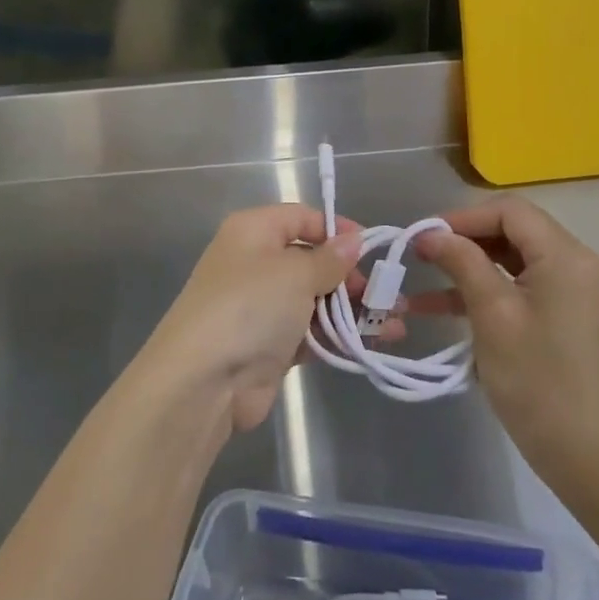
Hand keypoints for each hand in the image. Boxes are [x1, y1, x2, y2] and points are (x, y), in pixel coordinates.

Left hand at [140, 206, 365, 436]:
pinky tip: (374, 343)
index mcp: (254, 231)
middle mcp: (256, 263)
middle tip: (387, 293)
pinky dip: (339, 337)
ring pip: (315, 300)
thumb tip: (353, 240)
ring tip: (395, 321)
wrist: (203, 382)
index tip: (371, 248)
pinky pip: (311, 333)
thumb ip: (329, 258)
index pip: (302, 217)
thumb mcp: (295, 273)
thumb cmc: (250, 306)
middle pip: (312, 260)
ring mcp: (262, 307)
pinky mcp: (270, 346)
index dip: (337, 229)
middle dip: (351, 276)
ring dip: (353, 310)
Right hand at [412, 197, 598, 486]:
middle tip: (422, 254)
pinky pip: (520, 286)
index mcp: (566, 255)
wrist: (587, 456)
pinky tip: (442, 307)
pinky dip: (486, 291)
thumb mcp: (492, 314)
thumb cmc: (537, 380)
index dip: (463, 217)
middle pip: (512, 231)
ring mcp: (573, 290)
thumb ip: (461, 262)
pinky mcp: (565, 315)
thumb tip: (429, 233)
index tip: (425, 236)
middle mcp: (576, 263)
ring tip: (423, 278)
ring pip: (512, 259)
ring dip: (469, 266)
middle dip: (464, 240)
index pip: (509, 211)